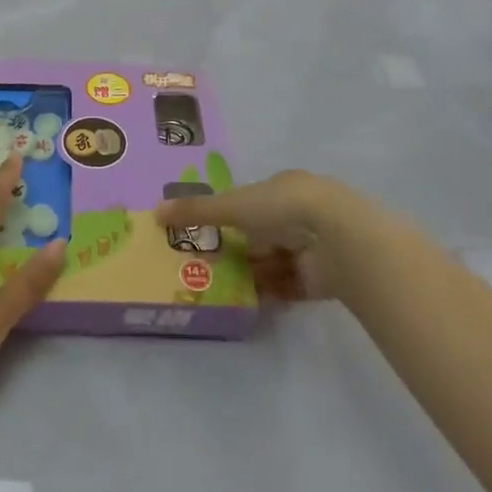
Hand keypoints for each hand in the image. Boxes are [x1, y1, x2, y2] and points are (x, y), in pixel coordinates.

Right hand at [154, 170, 379, 302]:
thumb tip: (155, 213)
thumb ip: (197, 211)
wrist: (336, 236)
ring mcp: (312, 246)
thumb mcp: (232, 205)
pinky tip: (250, 303)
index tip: (205, 235)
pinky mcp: (321, 278)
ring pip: (274, 262)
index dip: (228, 217)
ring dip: (252, 274)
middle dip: (238, 250)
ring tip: (222, 289)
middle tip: (205, 267)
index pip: (249, 203)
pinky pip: (289, 287)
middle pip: (260, 235)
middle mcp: (297, 214)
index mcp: (280, 188)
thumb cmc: (281, 207)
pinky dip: (271, 293)